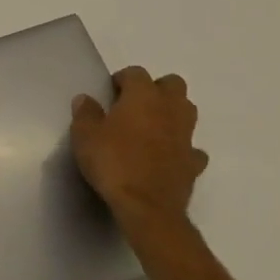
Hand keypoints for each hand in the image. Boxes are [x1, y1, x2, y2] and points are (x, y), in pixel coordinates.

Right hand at [71, 66, 209, 236]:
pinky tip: (167, 157)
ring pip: (187, 111)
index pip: (136, 72)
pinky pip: (191, 147)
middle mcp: (170, 108)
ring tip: (151, 128)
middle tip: (135, 106)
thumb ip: (85, 113)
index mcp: (143, 95)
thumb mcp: (85, 135)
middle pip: (173, 84)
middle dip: (156, 89)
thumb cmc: (113, 163)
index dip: (122, 80)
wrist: (147, 207)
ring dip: (172, 114)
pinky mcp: (194, 162)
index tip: (110, 93)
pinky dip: (181, 148)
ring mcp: (186, 135)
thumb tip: (86, 99)